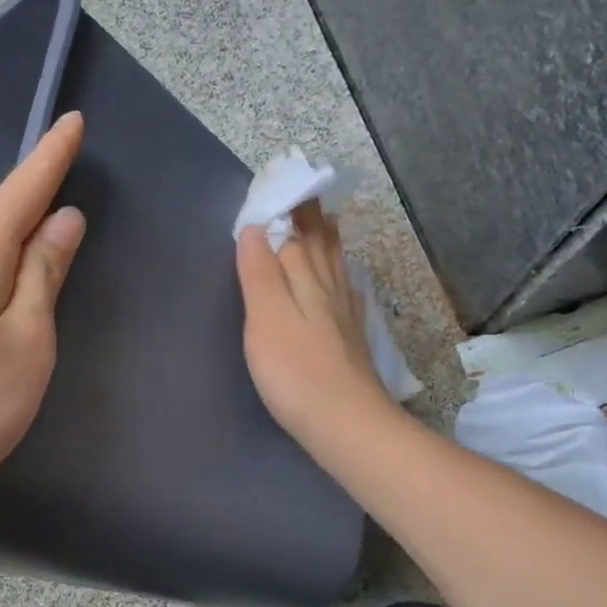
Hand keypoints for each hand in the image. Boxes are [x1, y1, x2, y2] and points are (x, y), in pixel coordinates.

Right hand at [237, 202, 387, 444]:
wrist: (346, 424)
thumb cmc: (296, 371)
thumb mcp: (266, 318)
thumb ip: (260, 273)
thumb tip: (254, 228)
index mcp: (305, 280)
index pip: (294, 234)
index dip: (285, 209)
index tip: (279, 182)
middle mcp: (329, 290)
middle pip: (319, 245)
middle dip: (310, 218)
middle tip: (306, 191)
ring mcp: (344, 315)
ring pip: (336, 267)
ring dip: (329, 242)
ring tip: (328, 222)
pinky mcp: (351, 341)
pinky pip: (348, 295)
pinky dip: (344, 280)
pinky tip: (349, 284)